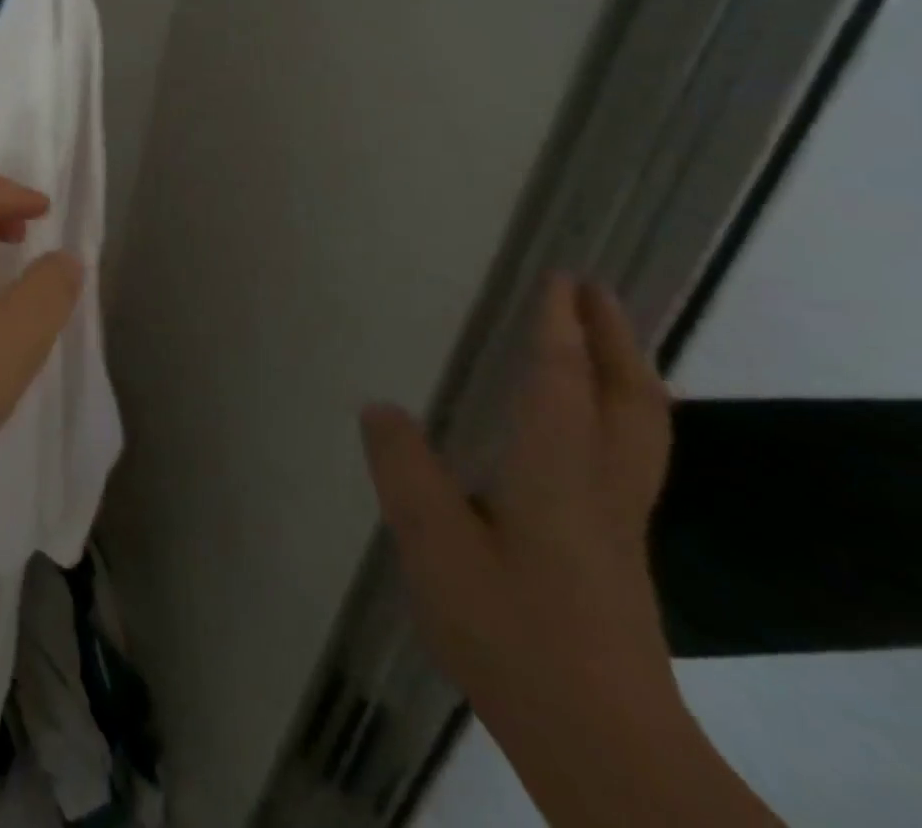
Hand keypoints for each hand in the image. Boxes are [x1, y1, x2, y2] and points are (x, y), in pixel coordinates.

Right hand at [361, 276, 676, 739]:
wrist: (602, 745)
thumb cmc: (511, 630)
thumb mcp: (432, 542)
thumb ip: (403, 468)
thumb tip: (381, 408)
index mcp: (558, 474)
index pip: (563, 381)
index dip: (560, 327)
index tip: (561, 277)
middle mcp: (602, 490)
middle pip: (631, 401)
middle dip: (616, 341)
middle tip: (597, 294)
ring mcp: (618, 527)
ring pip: (642, 434)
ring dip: (625, 376)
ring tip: (601, 344)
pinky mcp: (616, 558)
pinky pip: (627, 460)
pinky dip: (617, 418)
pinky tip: (582, 431)